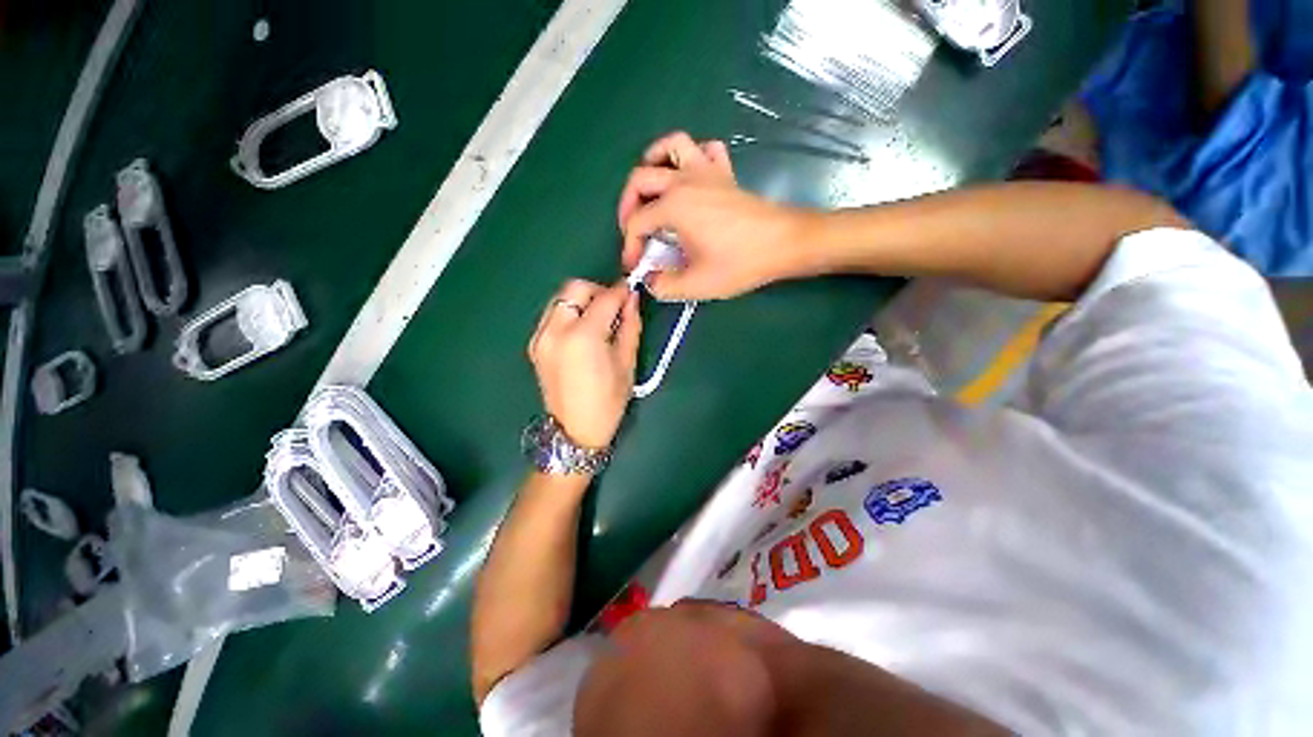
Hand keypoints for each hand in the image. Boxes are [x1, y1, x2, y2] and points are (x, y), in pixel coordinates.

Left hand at [528, 280, 641, 449]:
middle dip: (597, 291)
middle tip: (614, 306)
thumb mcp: (627, 363)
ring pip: (560, 299)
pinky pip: (552, 315)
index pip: (604, 298)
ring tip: (599, 319)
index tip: (632, 290)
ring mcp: (540, 336)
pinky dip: (569, 313)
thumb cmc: (608, 402)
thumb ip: (630, 326)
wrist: (575, 431)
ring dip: (582, 300)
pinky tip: (583, 331)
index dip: (621, 291)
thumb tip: (632, 300)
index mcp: (583, 336)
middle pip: (574, 288)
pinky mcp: (535, 344)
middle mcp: (556, 330)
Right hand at [617, 131, 814, 300]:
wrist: (782, 244)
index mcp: (673, 206)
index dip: (630, 247)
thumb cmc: (739, 263)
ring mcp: (706, 172)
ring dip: (654, 161)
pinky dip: (693, 156)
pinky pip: (706, 150)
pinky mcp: (725, 174)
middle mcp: (684, 180)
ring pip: (672, 145)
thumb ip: (665, 285)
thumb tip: (651, 280)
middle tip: (631, 229)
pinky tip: (691, 177)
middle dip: (627, 204)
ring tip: (652, 186)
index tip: (634, 267)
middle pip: (641, 177)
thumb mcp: (696, 284)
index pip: (637, 222)